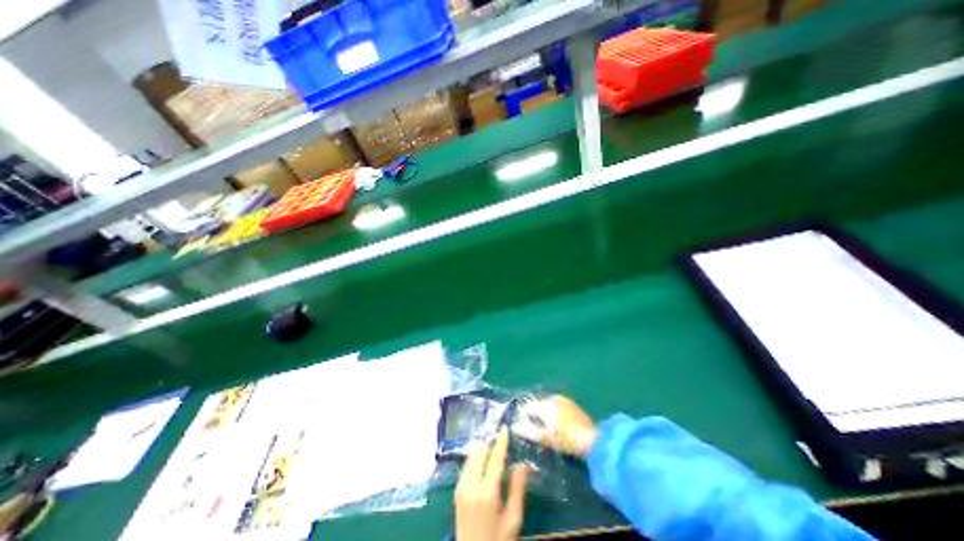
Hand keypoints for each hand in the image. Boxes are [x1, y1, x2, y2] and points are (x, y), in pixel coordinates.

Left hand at [457, 428, 530, 540]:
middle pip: (479, 451)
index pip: (495, 458)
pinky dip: (476, 458)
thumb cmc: (497, 540)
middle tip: (502, 443)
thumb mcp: (513, 519)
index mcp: (486, 493)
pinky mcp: (457, 489)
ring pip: (471, 455)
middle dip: (490, 444)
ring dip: (483, 449)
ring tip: (494, 452)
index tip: (505, 428)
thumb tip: (523, 463)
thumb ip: (517, 488)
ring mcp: (461, 486)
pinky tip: (485, 464)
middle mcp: (470, 484)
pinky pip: (467, 464)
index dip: (501, 442)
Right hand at [511, 395, 594, 457]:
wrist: (592, 440)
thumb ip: (527, 431)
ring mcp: (564, 400)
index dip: (525, 420)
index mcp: (544, 404)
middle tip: (540, 435)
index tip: (528, 433)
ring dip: (546, 417)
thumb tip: (514, 426)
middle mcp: (552, 398)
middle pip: (538, 407)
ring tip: (551, 432)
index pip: (527, 408)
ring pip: (548, 407)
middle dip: (536, 419)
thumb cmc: (565, 439)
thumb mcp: (544, 438)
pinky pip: (558, 408)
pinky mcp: (572, 405)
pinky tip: (561, 428)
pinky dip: (556, 415)